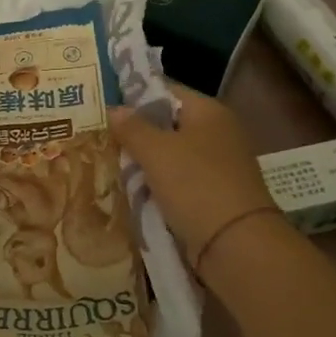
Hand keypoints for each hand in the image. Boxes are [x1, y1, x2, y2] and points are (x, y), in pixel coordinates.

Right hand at [109, 85, 278, 268]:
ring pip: (170, 156)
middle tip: (99, 138)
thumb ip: (132, 127)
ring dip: (144, 163)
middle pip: (166, 124)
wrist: (236, 246)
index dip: (133, 95)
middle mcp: (217, 133)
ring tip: (108, 166)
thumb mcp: (156, 151)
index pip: (164, 90)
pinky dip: (158, 186)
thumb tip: (114, 109)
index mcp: (208, 111)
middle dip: (135, 133)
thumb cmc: (195, 185)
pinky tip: (132, 193)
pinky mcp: (214, 195)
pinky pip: (178, 182)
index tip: (103, 106)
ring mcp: (218, 166)